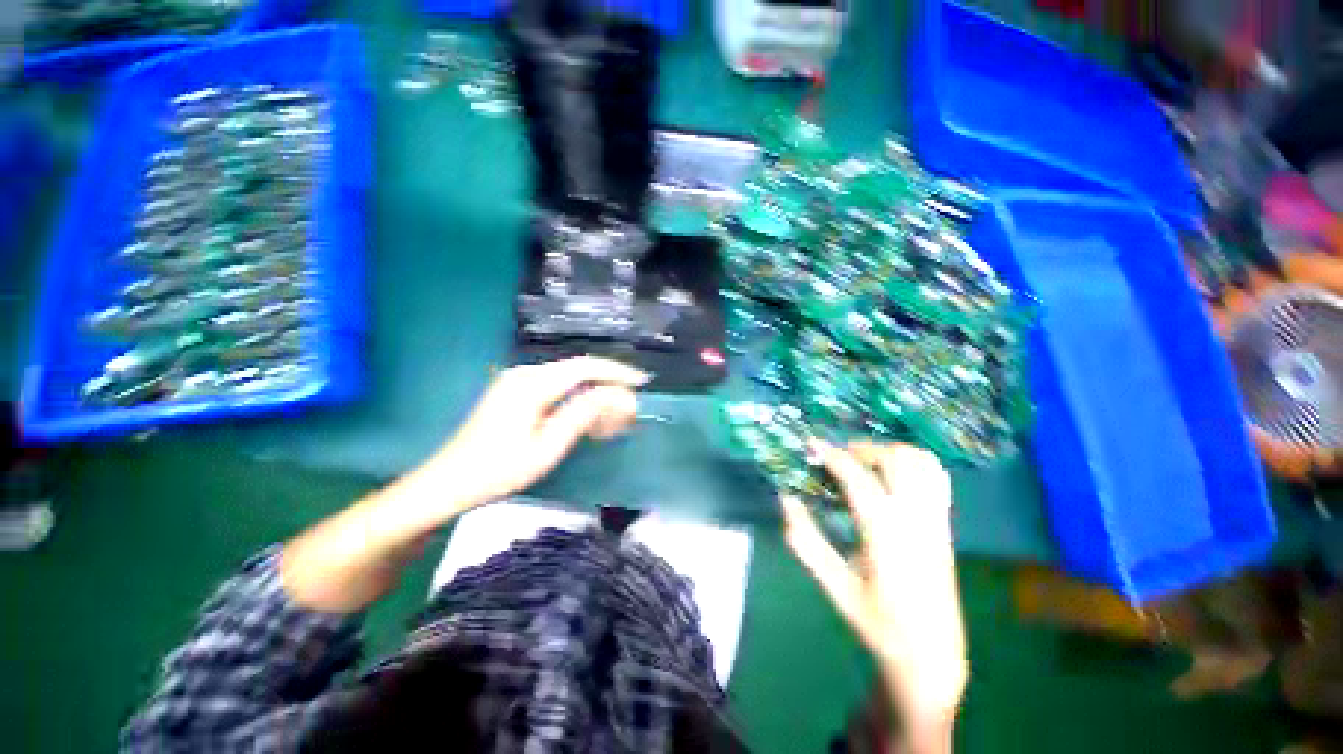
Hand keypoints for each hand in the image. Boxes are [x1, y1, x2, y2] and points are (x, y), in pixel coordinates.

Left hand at [422, 357, 647, 508]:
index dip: (616, 372)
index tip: (642, 383)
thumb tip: (615, 395)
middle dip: (608, 388)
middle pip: (579, 371)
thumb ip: (581, 415)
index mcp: (532, 384)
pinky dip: (577, 402)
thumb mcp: (546, 447)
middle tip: (629, 413)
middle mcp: (526, 374)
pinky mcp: (516, 393)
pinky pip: (556, 390)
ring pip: (570, 381)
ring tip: (612, 423)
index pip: (585, 367)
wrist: (448, 483)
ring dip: (594, 397)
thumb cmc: (498, 470)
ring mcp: (519, 382)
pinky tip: (587, 421)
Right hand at [781, 440, 966, 747]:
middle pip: (894, 460)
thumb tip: (786, 498)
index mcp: (885, 534)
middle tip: (836, 458)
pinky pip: (937, 478)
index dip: (831, 455)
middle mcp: (916, 518)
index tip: (811, 445)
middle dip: (861, 449)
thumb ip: (805, 539)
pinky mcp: (946, 525)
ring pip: (921, 462)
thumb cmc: (877, 622)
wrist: (930, 655)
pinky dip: (914, 463)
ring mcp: (936, 520)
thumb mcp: (833, 584)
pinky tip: (894, 474)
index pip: (857, 477)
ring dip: (889, 452)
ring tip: (864, 462)